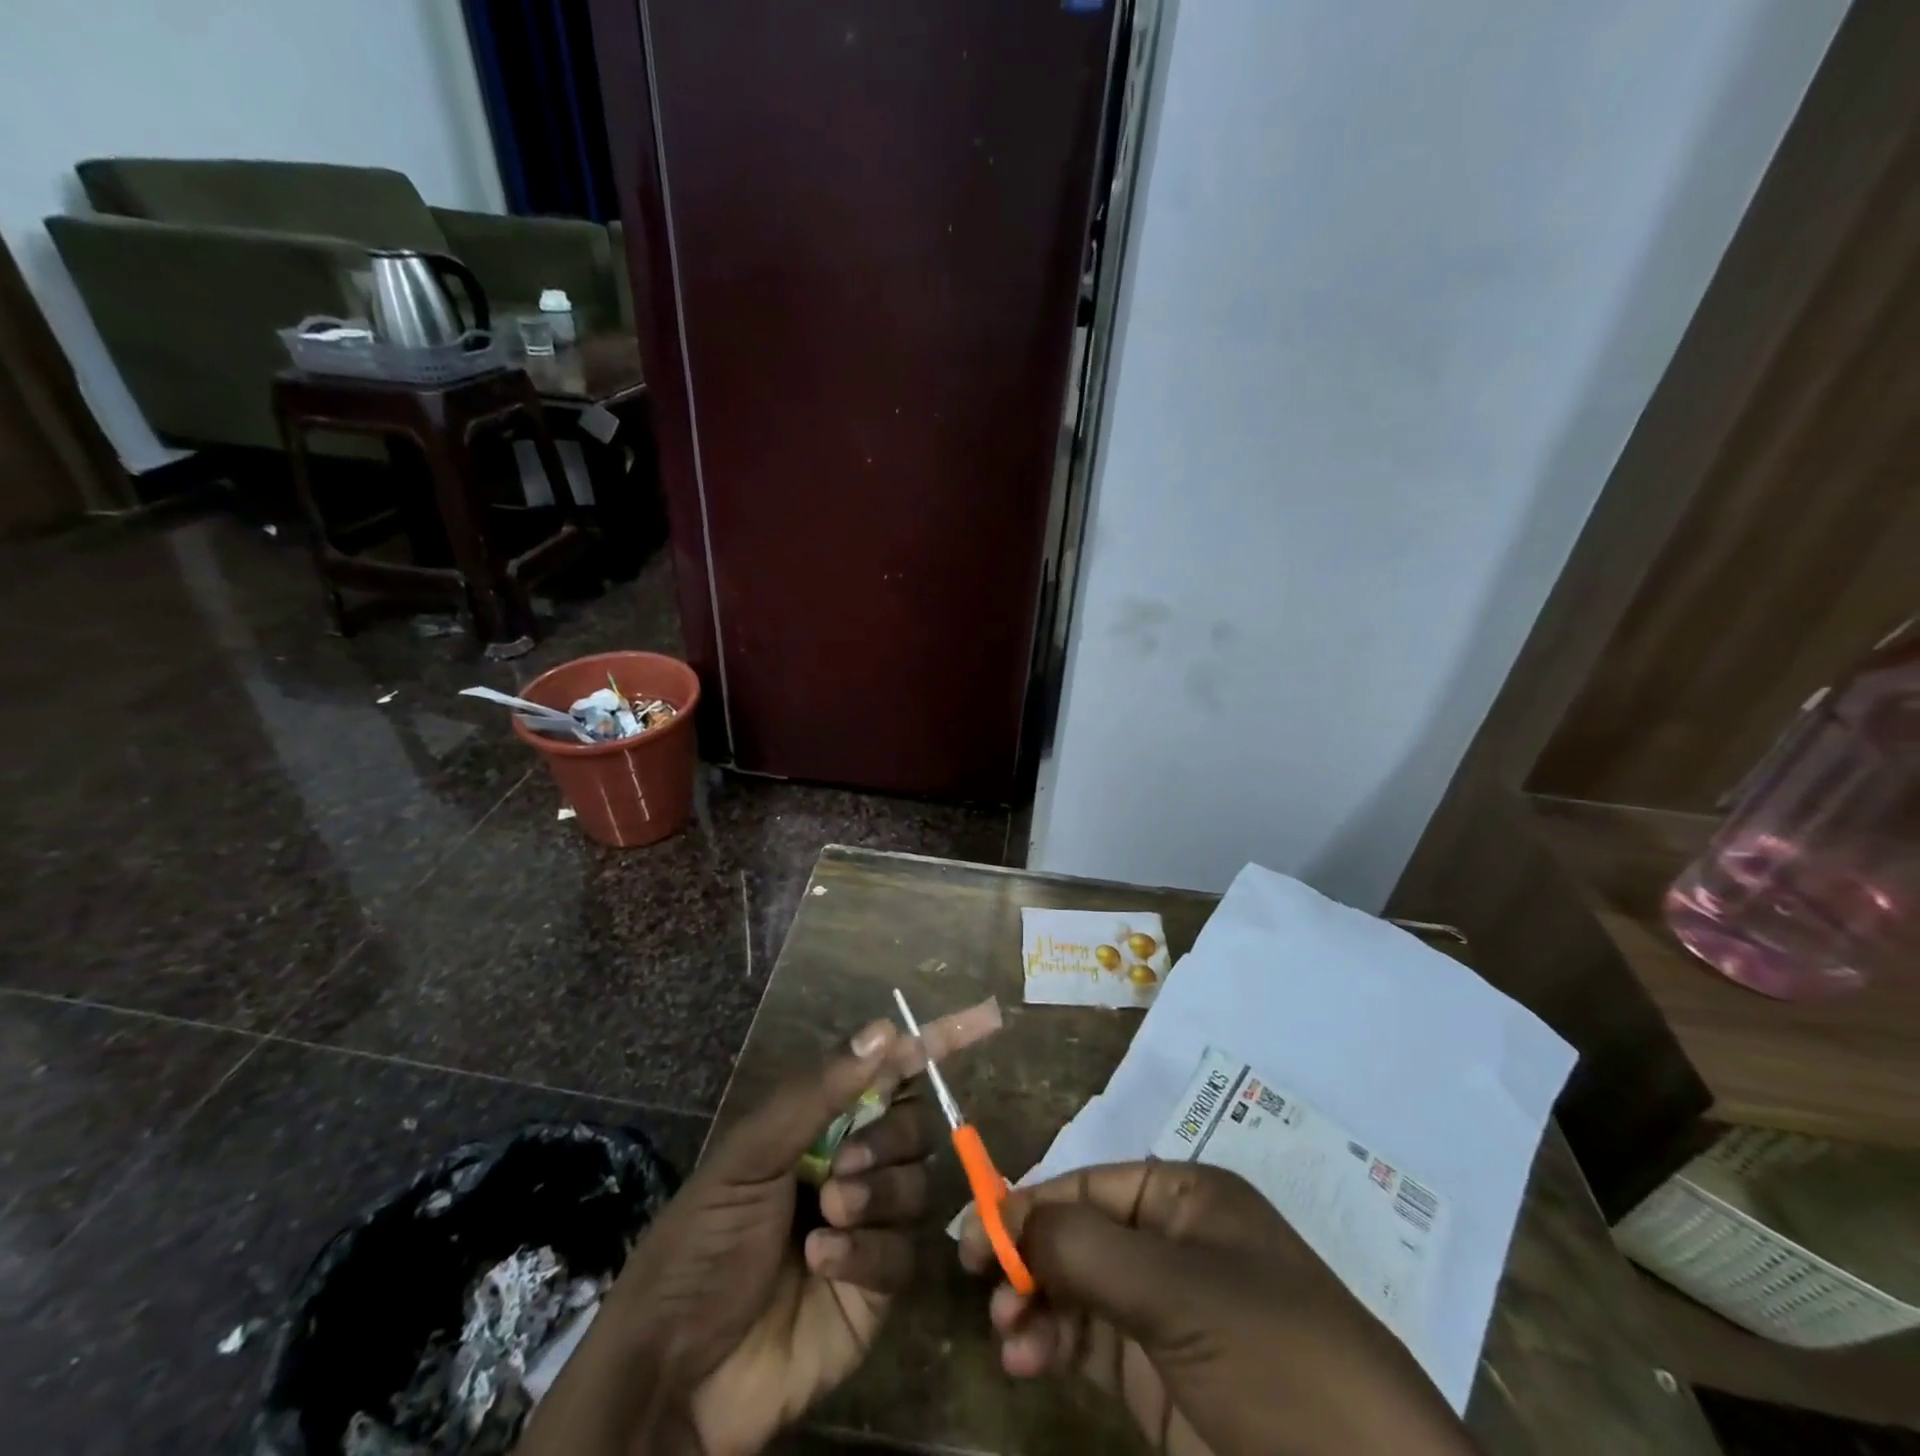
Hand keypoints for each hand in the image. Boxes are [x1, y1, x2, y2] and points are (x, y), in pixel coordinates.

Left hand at [518, 1002, 1000, 1455]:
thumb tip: (886, 1029)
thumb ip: (819, 1091)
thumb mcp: (750, 1154)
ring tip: (826, 1216)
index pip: (888, 1071)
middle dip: (887, 1139)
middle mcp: (850, 1164)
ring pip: (914, 1186)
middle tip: (841, 1165)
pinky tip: (820, 1263)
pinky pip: (901, 1255)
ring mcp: (867, 1227)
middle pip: (912, 1127)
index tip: (984, 1019)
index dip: (934, 1043)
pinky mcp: (876, 1290)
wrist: (674, 1370)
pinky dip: (865, 1253)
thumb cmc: (702, 1241)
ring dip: (874, 1195)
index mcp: (819, 1124)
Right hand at [959, 1161, 1476, 1455]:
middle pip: (1080, 1235)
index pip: (1092, 1185)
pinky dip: (1054, 1345)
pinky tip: (1027, 1362)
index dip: (1033, 1204)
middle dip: (1031, 1259)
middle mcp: (1175, 1245)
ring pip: (1079, 1291)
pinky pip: (1091, 1344)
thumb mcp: (1177, 1291)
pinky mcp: (1162, 1377)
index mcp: (1189, 1199)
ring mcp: (1169, 1313)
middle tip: (985, 1290)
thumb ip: (1083, 1248)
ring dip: (1036, 1306)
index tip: (976, 1236)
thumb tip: (1006, 1214)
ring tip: (1008, 1338)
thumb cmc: (1275, 1361)